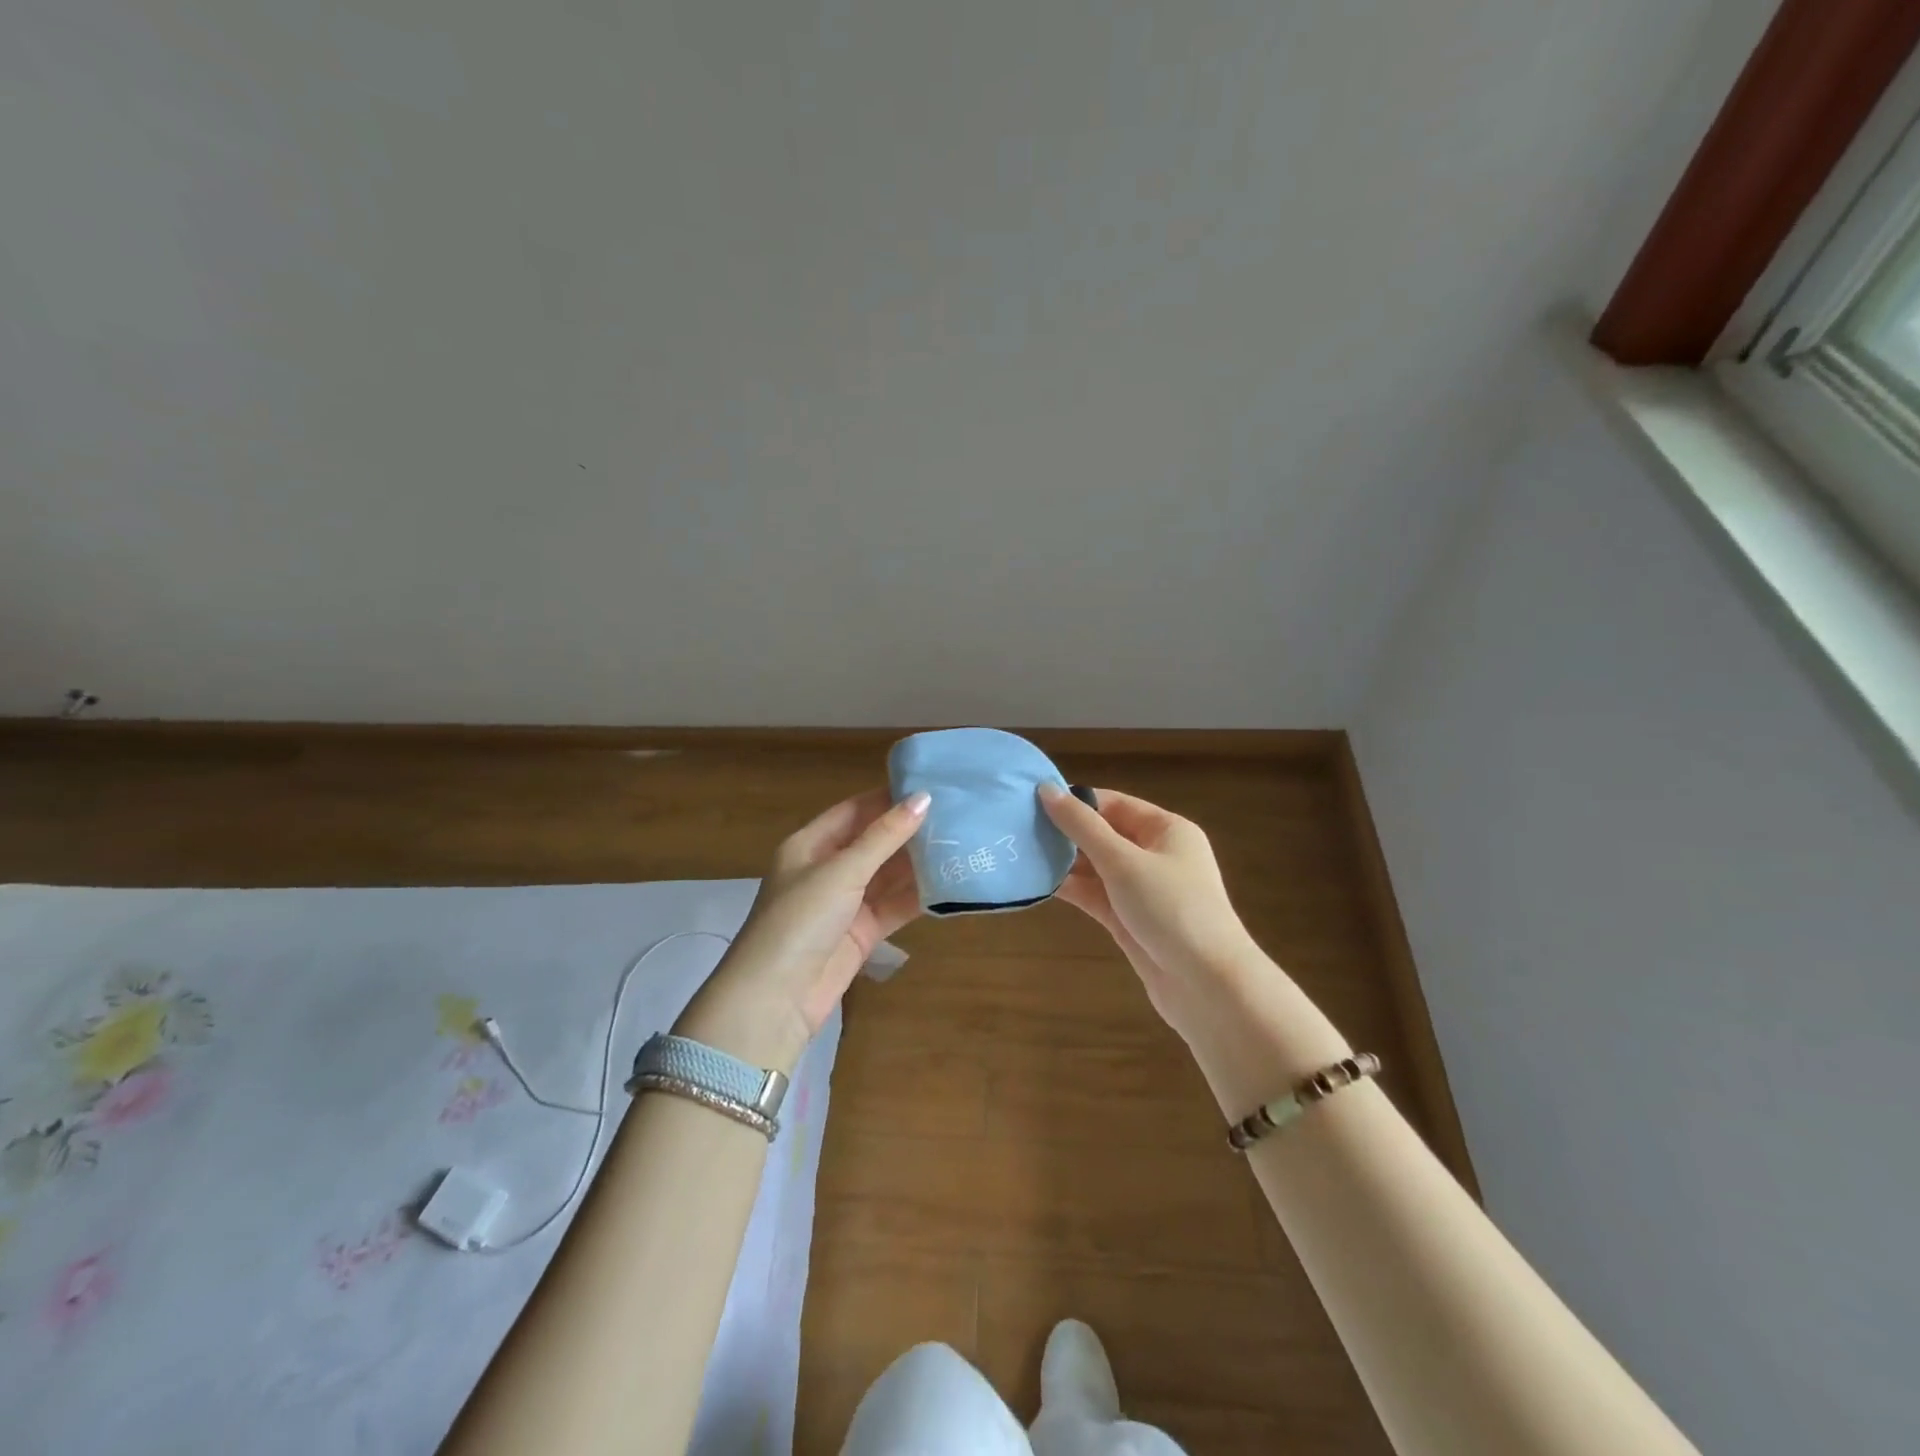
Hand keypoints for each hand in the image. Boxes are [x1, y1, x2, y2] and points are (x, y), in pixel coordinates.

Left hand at [678, 788, 929, 1069]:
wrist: (776, 997)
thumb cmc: (801, 919)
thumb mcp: (842, 870)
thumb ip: (884, 836)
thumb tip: (923, 798)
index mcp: (810, 845)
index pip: (854, 811)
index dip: (888, 798)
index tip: (930, 786)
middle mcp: (828, 869)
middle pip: (874, 842)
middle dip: (909, 831)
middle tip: (956, 814)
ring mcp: (846, 903)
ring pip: (888, 875)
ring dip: (919, 863)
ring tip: (962, 843)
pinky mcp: (862, 933)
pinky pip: (895, 906)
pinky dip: (919, 896)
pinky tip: (951, 882)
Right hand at [1038, 783, 1256, 1037]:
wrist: (1208, 986)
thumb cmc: (1171, 909)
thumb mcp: (1124, 861)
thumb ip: (1082, 826)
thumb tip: (1047, 789)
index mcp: (1166, 830)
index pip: (1113, 804)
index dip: (1075, 801)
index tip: (1031, 801)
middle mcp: (1156, 855)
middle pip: (1103, 834)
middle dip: (1065, 832)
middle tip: (1018, 828)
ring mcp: (1143, 890)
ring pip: (1097, 867)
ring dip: (1064, 862)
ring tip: (1020, 852)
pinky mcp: (1130, 920)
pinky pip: (1096, 895)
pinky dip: (1072, 889)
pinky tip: (1038, 882)